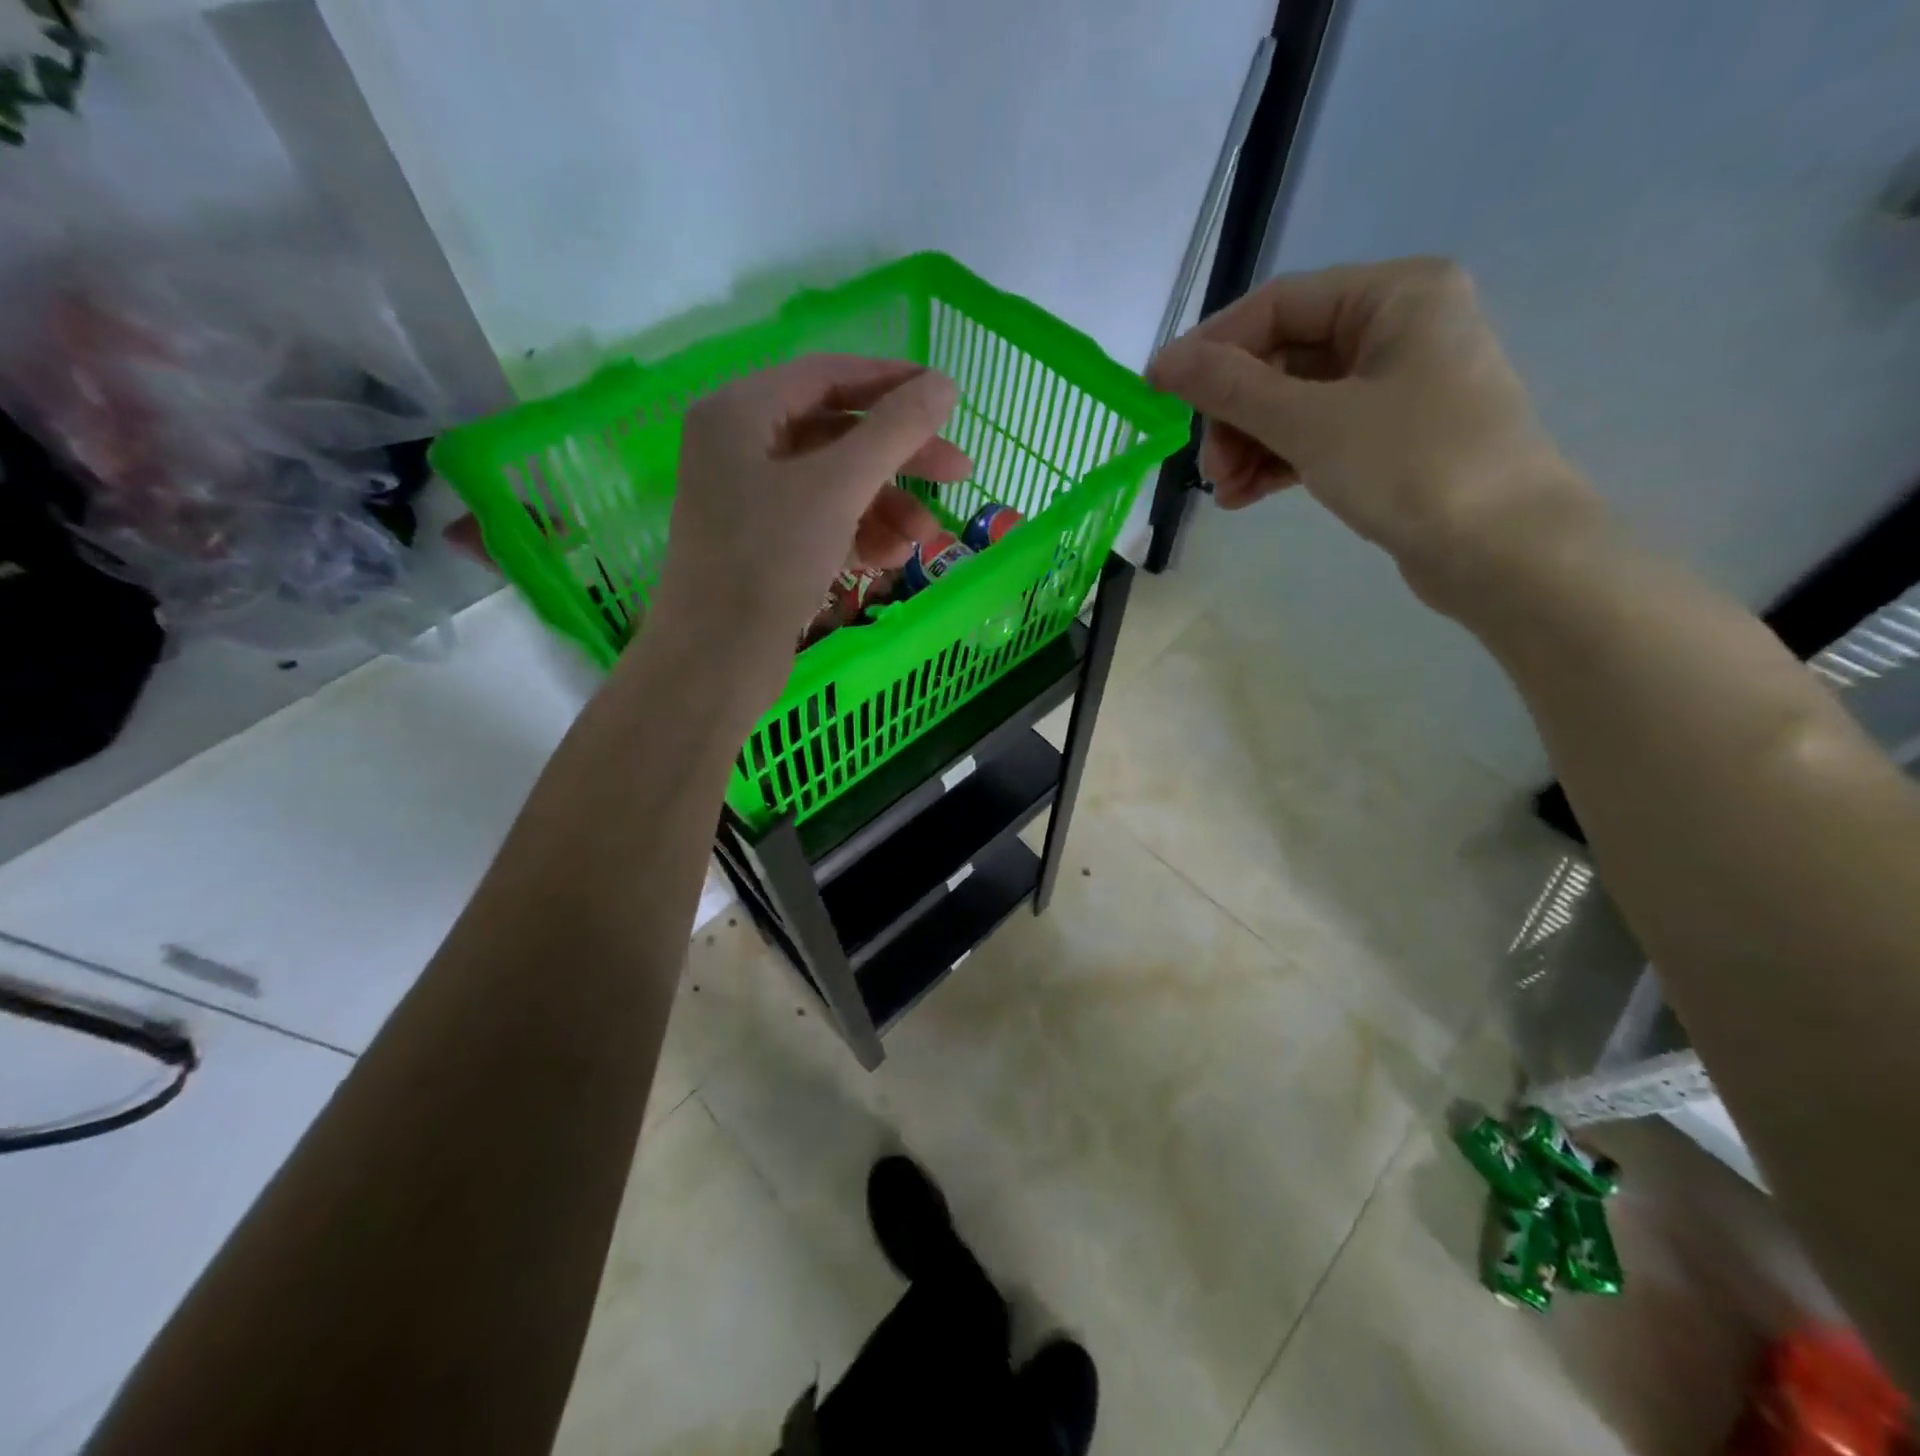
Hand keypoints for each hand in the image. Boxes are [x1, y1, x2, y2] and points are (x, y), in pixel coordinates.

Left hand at [645, 354, 967, 681]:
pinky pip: (822, 521)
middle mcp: (741, 447)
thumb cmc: (769, 560)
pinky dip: (860, 533)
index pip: (827, 376)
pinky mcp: (764, 544)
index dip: (892, 382)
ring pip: (835, 485)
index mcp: (741, 412)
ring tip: (926, 538)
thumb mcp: (838, 487)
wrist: (717, 659)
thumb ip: (894, 431)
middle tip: (960, 473)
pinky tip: (893, 557)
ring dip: (887, 505)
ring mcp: (751, 499)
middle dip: (900, 457)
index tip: (947, 397)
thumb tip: (945, 384)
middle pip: (837, 434)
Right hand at [1147, 258, 1589, 599]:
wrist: (1504, 552)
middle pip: (1283, 358)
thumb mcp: (1312, 423)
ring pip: (1294, 403)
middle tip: (1207, 467)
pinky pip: (1315, 436)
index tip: (1159, 393)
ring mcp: (1396, 386)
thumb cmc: (1414, 466)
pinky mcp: (1389, 438)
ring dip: (1249, 444)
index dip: (1212, 349)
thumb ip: (1232, 389)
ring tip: (1223, 491)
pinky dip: (1277, 462)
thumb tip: (1162, 362)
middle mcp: (1398, 327)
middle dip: (1234, 414)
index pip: (1278, 306)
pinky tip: (1243, 497)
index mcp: (1395, 295)